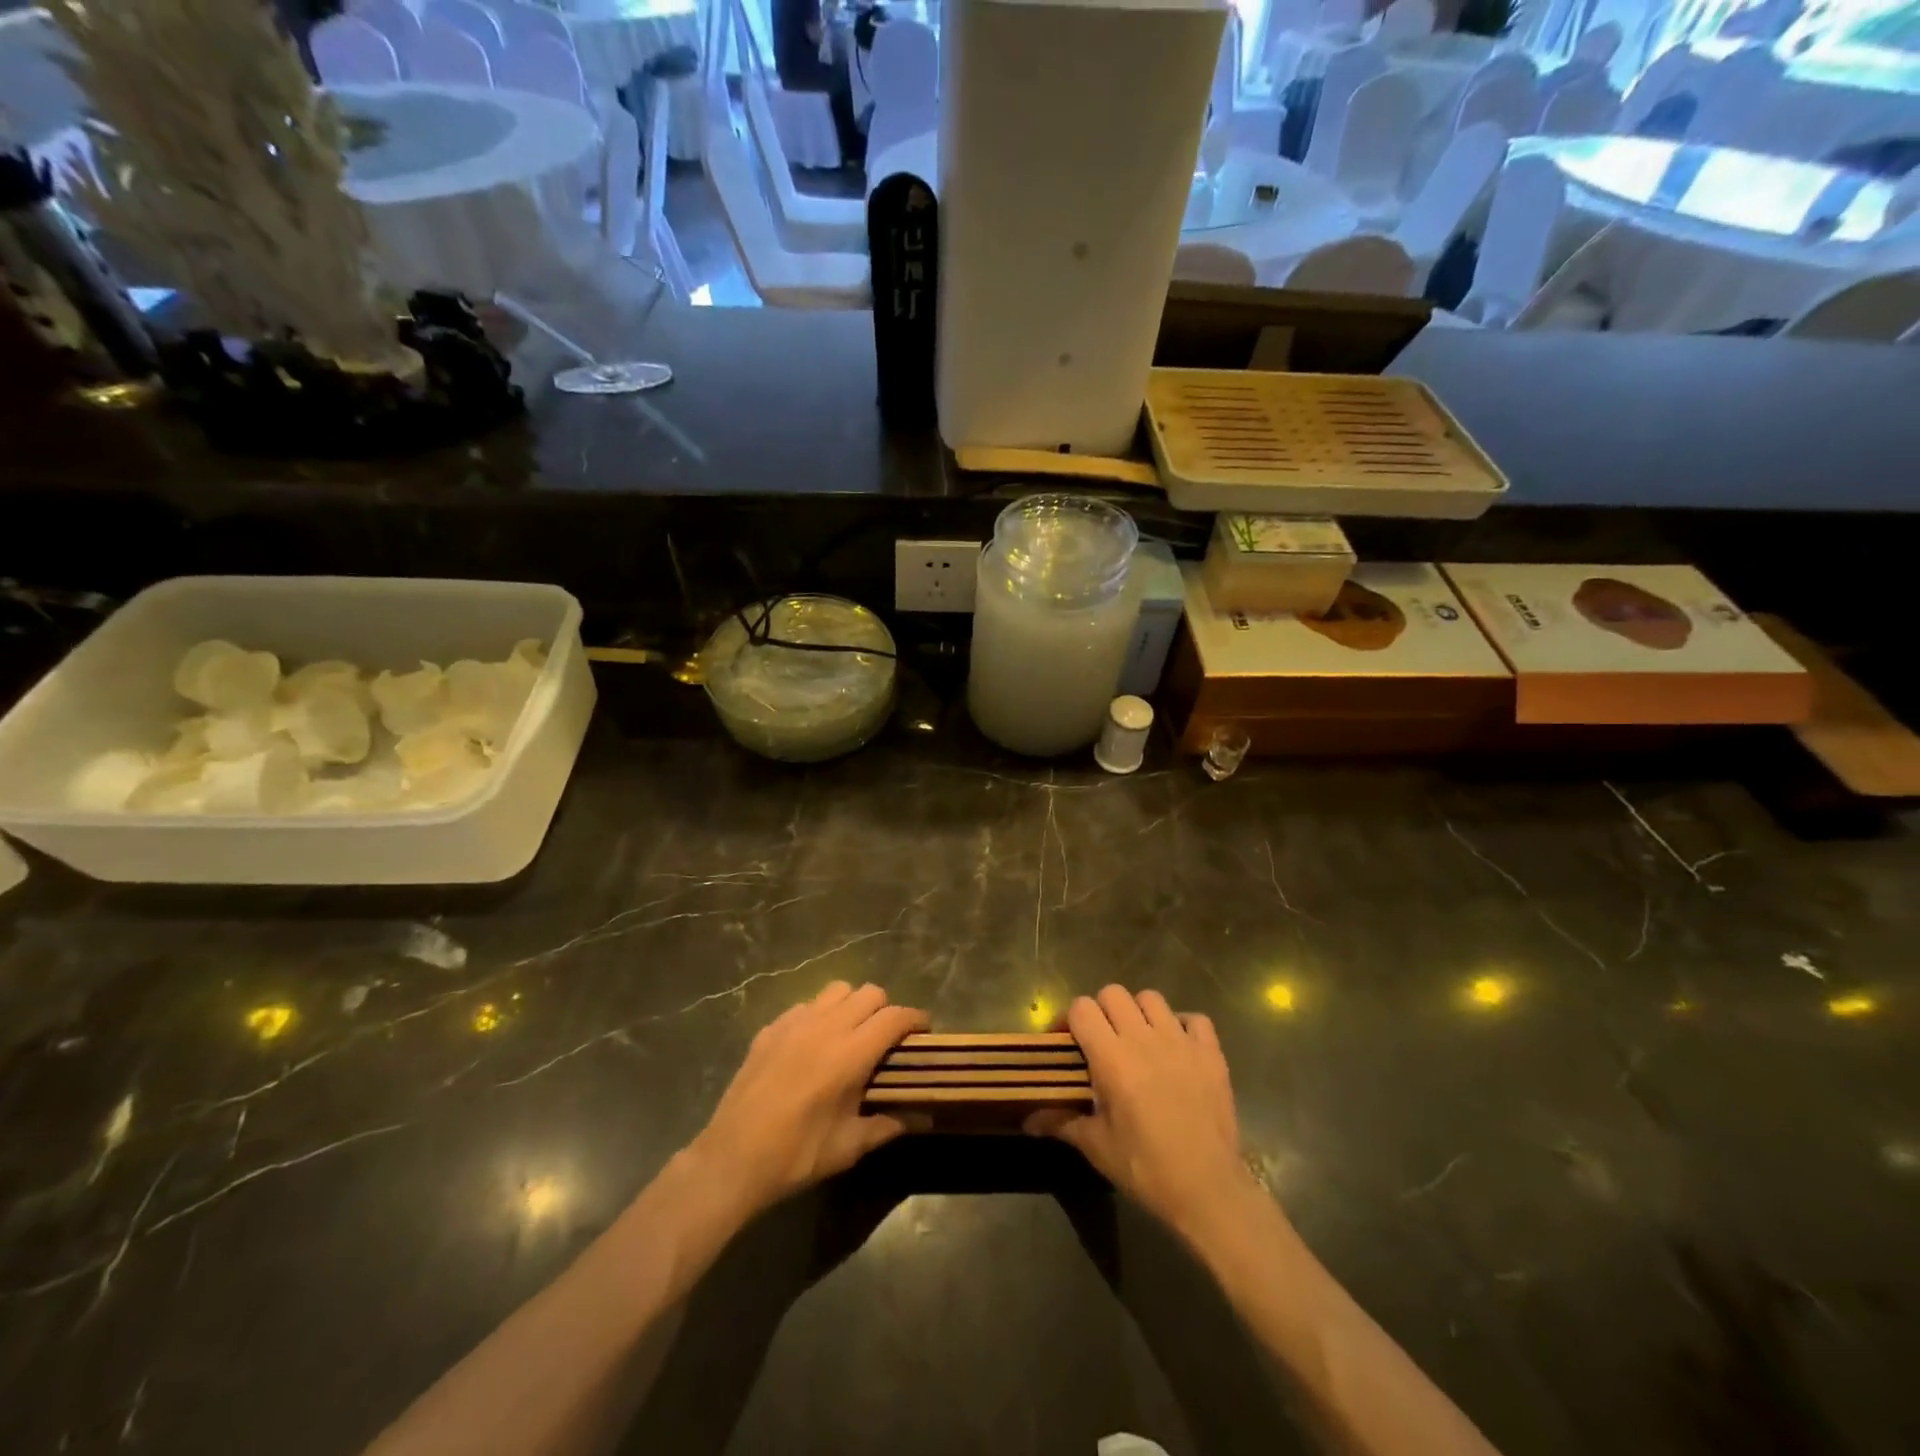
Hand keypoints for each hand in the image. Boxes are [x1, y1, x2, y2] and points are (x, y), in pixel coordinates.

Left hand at [686, 981, 926, 1220]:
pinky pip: (805, 1006)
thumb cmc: (797, 1155)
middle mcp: (827, 1026)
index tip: (925, 1031)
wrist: (732, 1159)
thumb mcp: (849, 1147)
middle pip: (870, 993)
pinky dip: (819, 1015)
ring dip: (852, 1005)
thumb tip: (921, 1118)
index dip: (916, 1019)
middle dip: (886, 1010)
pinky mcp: (770, 1028)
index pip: (895, 1017)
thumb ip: (888, 1126)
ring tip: (850, 1033)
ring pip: (837, 990)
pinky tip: (813, 1044)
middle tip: (886, 1039)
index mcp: (851, 1053)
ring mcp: (795, 1022)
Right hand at [1027, 986, 1257, 1236]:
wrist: (1208, 1191)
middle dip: (1101, 1011)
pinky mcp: (1211, 1053)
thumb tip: (1027, 1120)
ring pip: (1151, 998)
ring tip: (1138, 1040)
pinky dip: (1182, 1025)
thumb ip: (1061, 1122)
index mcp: (1112, 1058)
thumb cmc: (1146, 1168)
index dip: (1070, 1020)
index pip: (1082, 1008)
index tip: (1066, 1043)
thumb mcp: (1097, 1147)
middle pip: (1113, 993)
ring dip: (1139, 1012)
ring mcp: (1181, 1042)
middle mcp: (1144, 1039)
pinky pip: (1194, 1019)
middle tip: (1100, 1041)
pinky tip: (1176, 1047)